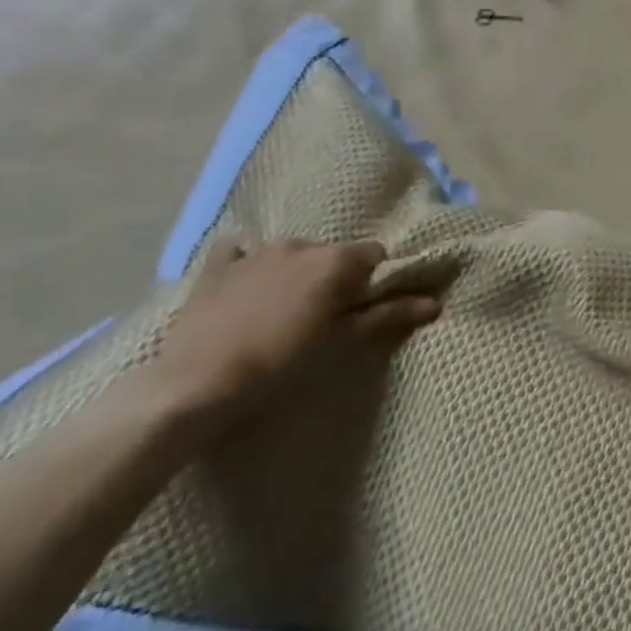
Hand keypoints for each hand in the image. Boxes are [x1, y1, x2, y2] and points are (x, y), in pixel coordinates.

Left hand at [143, 239, 446, 426]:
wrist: (195, 386)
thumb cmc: (282, 365)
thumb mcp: (343, 344)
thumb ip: (389, 316)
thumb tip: (435, 302)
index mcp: (336, 260)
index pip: (375, 255)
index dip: (375, 281)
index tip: (363, 310)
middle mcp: (301, 245)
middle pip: (334, 255)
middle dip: (335, 278)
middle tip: (324, 318)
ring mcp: (255, 253)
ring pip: (292, 254)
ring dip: (296, 273)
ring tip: (283, 311)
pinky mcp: (217, 269)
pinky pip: (240, 252)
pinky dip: (248, 263)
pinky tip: (245, 284)